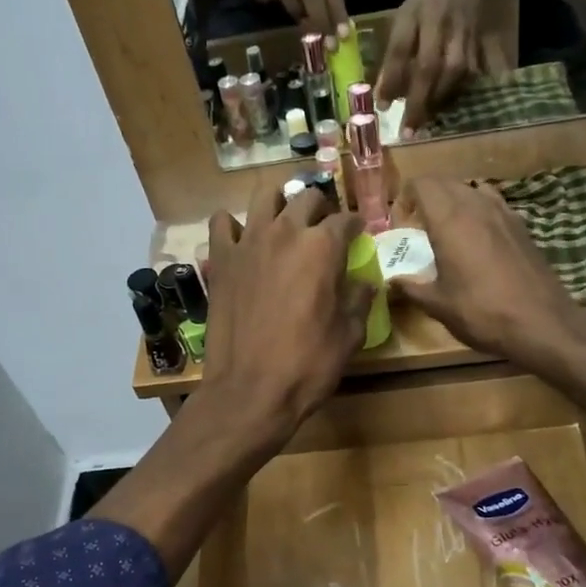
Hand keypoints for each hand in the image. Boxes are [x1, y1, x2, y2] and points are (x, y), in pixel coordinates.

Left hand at [200, 182, 373, 442]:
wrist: (250, 390)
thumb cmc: (308, 365)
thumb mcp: (349, 335)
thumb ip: (359, 300)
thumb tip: (364, 283)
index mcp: (322, 247)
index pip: (346, 219)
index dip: (355, 226)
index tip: (358, 234)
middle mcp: (285, 233)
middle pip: (306, 198)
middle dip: (321, 208)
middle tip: (323, 227)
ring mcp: (248, 243)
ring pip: (264, 196)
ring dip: (279, 202)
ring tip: (285, 219)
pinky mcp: (220, 260)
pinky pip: (222, 223)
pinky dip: (233, 224)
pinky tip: (241, 238)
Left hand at [375, 0, 486, 134]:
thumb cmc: (425, 2)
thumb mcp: (403, 20)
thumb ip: (394, 56)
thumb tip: (383, 95)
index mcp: (429, 27)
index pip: (410, 59)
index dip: (396, 83)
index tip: (383, 108)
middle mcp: (450, 40)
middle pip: (434, 78)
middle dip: (419, 107)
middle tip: (407, 134)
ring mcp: (468, 50)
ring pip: (451, 84)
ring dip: (435, 107)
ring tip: (421, 127)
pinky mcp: (478, 57)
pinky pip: (464, 85)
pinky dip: (450, 100)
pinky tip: (439, 112)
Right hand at [388, 177, 585, 365]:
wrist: (541, 323)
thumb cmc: (481, 312)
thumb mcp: (438, 305)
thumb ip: (411, 287)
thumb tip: (393, 281)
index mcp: (449, 220)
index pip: (422, 184)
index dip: (406, 197)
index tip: (401, 222)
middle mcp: (476, 206)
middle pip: (446, 182)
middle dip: (427, 196)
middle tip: (418, 225)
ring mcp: (504, 213)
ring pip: (471, 189)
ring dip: (454, 200)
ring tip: (447, 228)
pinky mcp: (522, 226)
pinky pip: (493, 203)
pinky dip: (478, 210)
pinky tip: (478, 239)